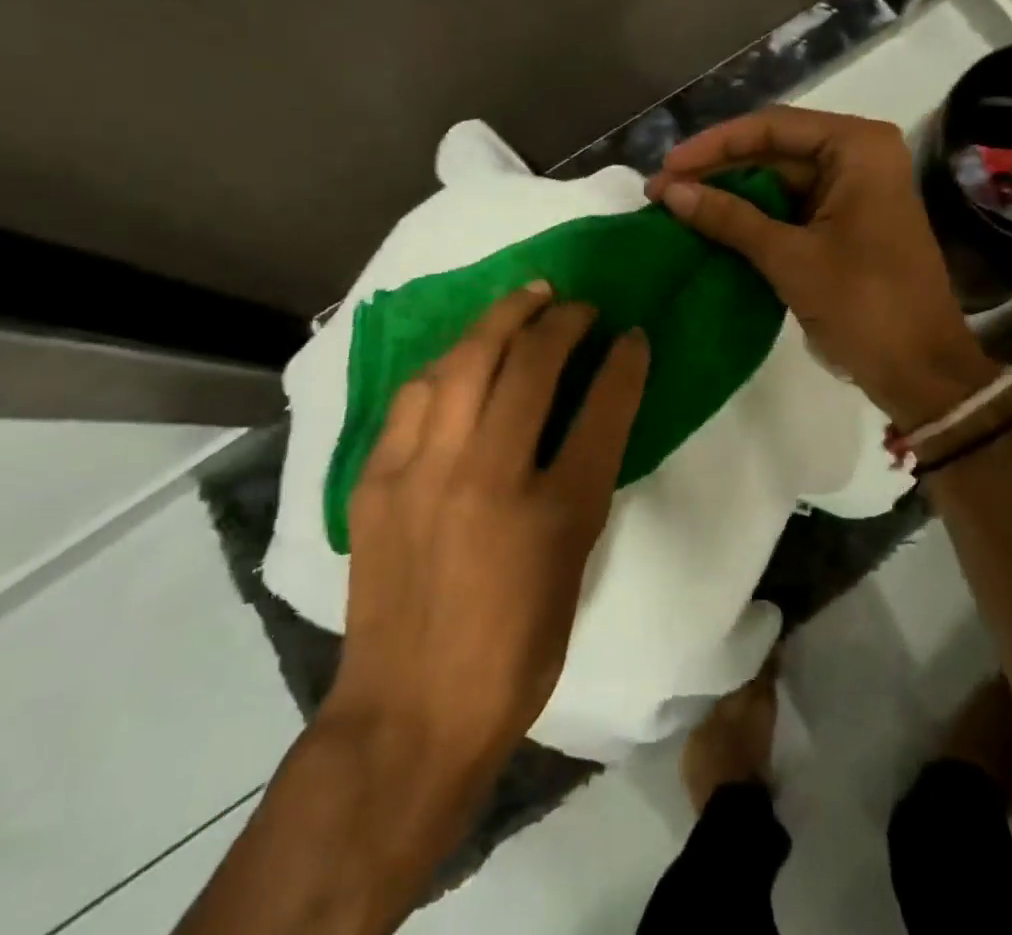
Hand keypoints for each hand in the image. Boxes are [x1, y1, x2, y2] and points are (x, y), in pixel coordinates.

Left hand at [324, 283, 649, 795]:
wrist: (409, 713)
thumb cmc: (513, 652)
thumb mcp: (573, 566)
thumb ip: (582, 484)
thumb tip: (586, 418)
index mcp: (554, 513)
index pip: (601, 411)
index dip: (624, 363)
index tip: (632, 334)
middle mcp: (487, 478)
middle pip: (529, 365)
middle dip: (562, 321)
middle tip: (577, 305)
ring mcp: (424, 472)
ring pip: (465, 361)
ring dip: (501, 319)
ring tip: (525, 299)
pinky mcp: (378, 479)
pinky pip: (416, 394)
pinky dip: (449, 362)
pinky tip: (464, 353)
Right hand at [648, 106, 993, 427]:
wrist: (920, 371)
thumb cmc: (864, 304)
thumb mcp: (790, 257)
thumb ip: (729, 218)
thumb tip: (669, 192)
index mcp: (858, 147)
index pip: (772, 128)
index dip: (714, 146)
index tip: (666, 167)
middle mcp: (858, 156)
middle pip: (774, 150)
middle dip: (718, 171)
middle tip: (662, 190)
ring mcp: (853, 190)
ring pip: (778, 180)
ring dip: (730, 195)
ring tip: (676, 206)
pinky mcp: (846, 222)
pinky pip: (790, 208)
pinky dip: (752, 218)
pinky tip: (710, 225)